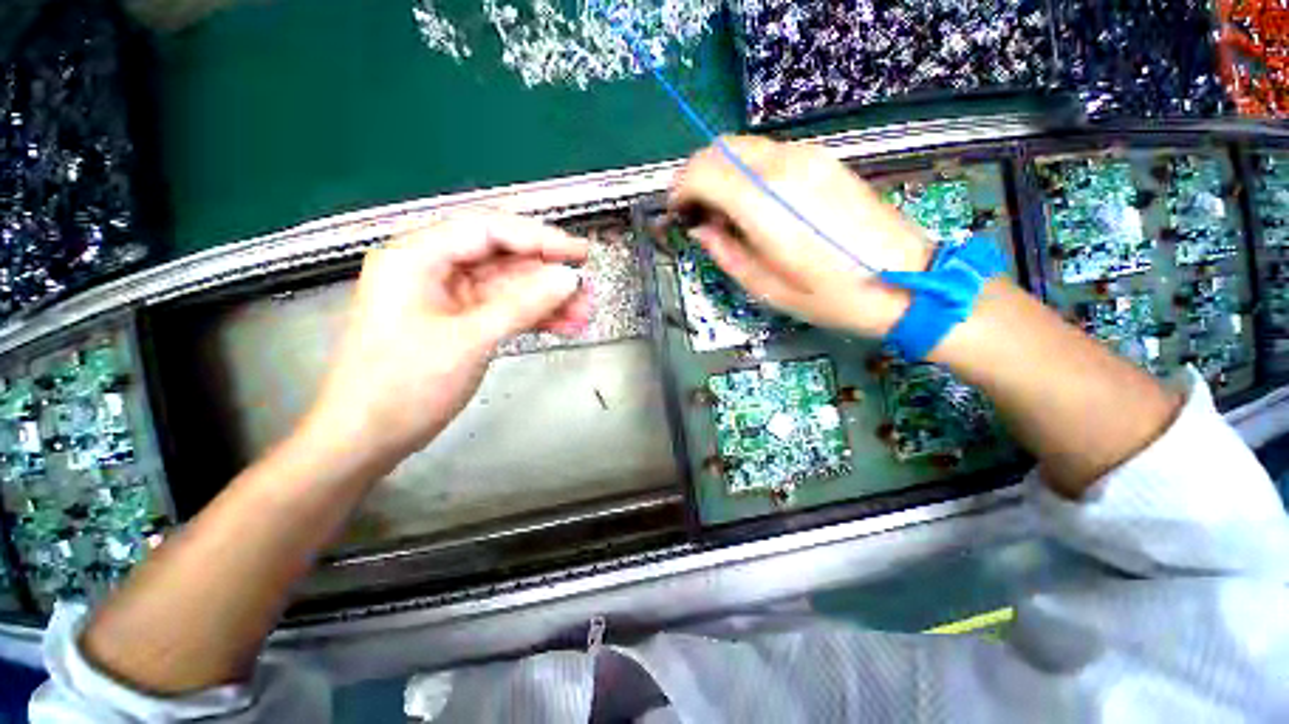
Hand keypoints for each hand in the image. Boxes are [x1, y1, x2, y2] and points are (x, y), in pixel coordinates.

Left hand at [304, 211, 589, 466]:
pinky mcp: (459, 324)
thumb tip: (569, 278)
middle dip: (547, 276)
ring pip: (508, 288)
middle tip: (587, 289)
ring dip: (547, 300)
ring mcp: (447, 299)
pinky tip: (564, 326)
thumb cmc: (404, 385)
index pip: (488, 230)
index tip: (579, 253)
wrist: (366, 439)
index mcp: (417, 257)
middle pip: (502, 259)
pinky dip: (533, 318)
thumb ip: (523, 305)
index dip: (539, 238)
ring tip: (584, 314)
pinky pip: (504, 311)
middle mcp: (431, 269)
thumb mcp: (469, 340)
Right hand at [670, 136, 933, 336]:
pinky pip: (770, 153)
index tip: (676, 214)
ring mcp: (809, 158)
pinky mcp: (825, 161)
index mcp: (766, 203)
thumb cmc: (829, 296)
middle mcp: (785, 167)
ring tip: (721, 211)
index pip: (704, 172)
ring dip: (721, 172)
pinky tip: (753, 203)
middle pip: (721, 148)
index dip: (680, 190)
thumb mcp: (765, 287)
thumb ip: (725, 252)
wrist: (904, 282)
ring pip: (744, 146)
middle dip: (696, 176)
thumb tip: (700, 228)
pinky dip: (747, 171)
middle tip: (693, 211)